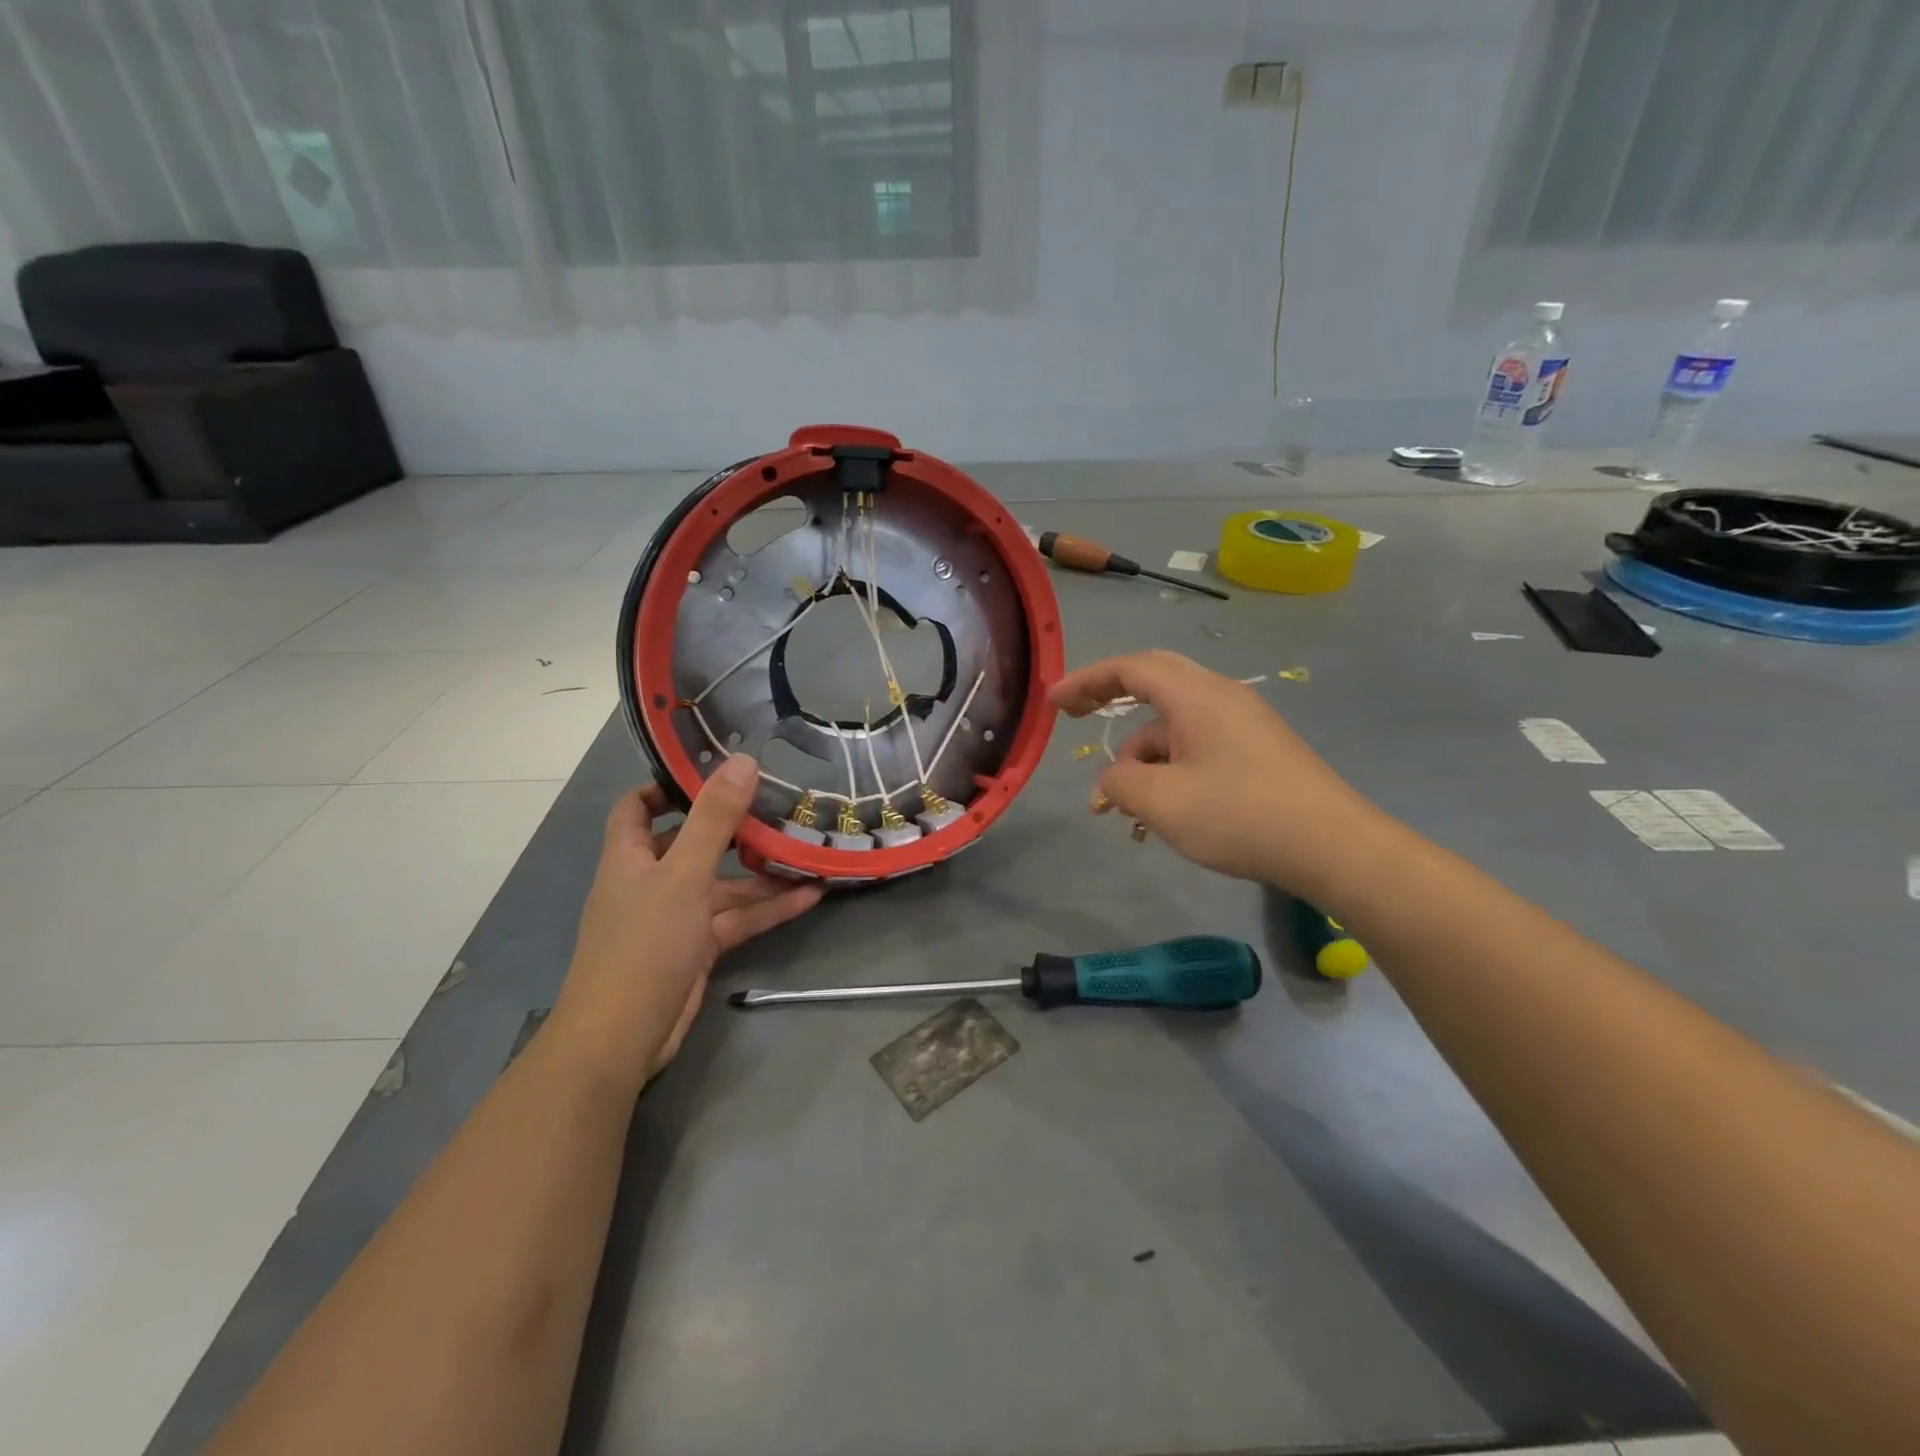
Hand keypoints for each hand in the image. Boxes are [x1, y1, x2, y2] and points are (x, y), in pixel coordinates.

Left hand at [553, 756, 822, 1085]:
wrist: (622, 1038)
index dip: (668, 786)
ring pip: (722, 884)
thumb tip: (741, 761)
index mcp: (630, 856)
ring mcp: (675, 917)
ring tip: (806, 849)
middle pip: (691, 842)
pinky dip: (768, 908)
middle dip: (732, 827)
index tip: (713, 771)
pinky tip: (810, 896)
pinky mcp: (697, 949)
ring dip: (760, 871)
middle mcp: (650, 881)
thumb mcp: (683, 875)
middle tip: (777, 805)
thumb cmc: (644, 944)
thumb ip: (713, 819)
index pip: (638, 806)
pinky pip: (736, 919)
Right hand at [1049, 651, 1390, 897]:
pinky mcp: (1256, 750)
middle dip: (1110, 699)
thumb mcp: (1163, 802)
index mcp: (1196, 696)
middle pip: (1154, 681)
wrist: (1333, 846)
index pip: (1131, 668)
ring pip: (1174, 723)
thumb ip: (1121, 782)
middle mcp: (1220, 697)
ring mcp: (1242, 723)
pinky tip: (1164, 809)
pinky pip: (1197, 744)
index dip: (1086, 680)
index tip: (1053, 702)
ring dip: (1141, 754)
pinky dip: (1169, 766)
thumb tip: (1114, 779)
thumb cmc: (1240, 815)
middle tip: (1077, 719)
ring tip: (1124, 806)